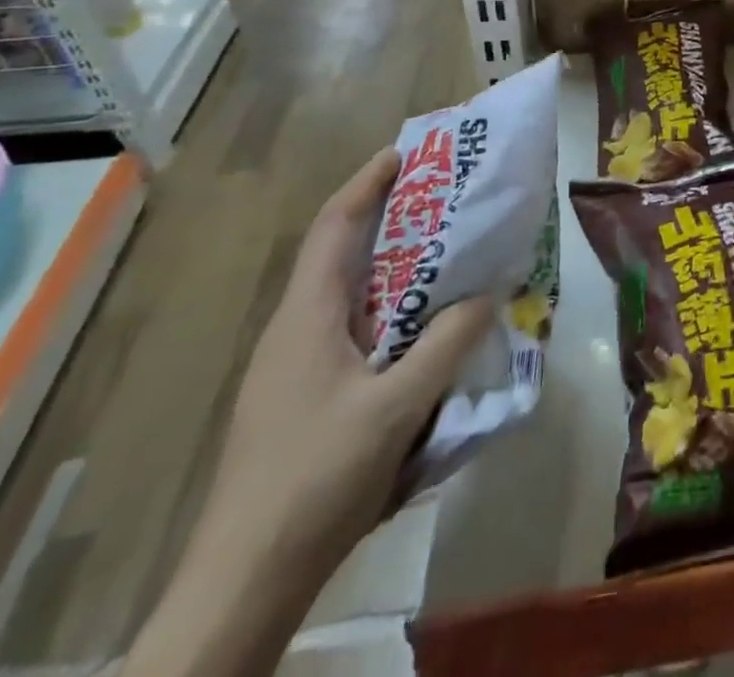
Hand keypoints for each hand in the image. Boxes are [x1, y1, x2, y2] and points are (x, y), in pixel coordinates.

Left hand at [206, 147, 496, 574]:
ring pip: (350, 295)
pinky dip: (392, 310)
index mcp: (306, 316)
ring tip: (448, 256)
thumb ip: (448, 343)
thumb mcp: (396, 407)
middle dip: (391, 218)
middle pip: (343, 254)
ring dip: (395, 267)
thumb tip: (489, 292)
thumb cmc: (315, 479)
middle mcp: (295, 330)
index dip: (369, 181)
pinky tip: (425, 331)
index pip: (334, 225)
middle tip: (448, 201)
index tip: (409, 151)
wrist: (243, 583)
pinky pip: (354, 331)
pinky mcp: (304, 399)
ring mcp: (295, 368)